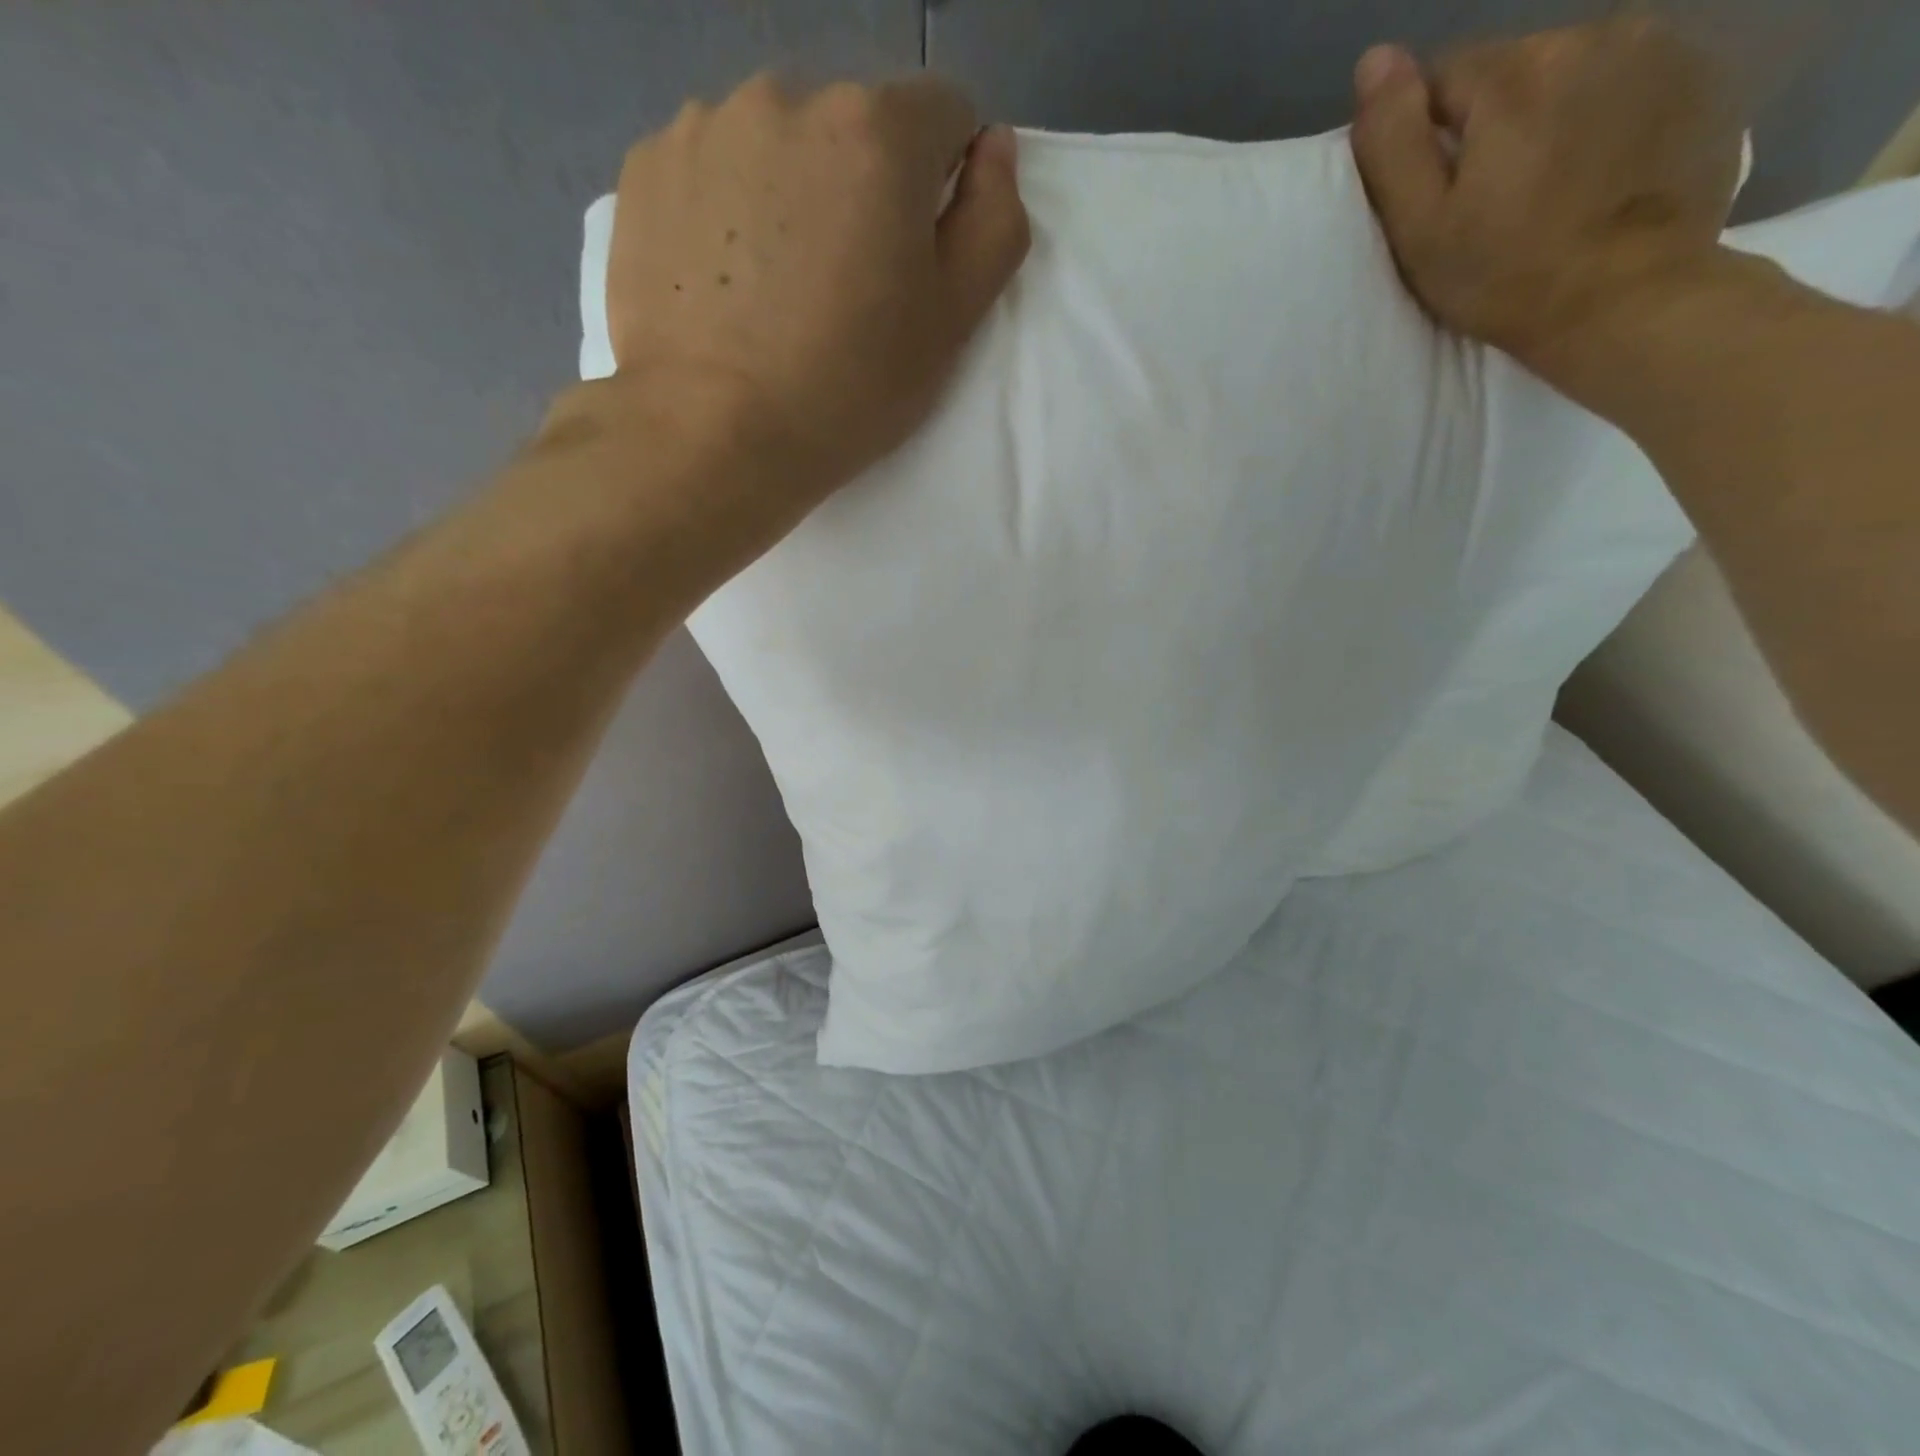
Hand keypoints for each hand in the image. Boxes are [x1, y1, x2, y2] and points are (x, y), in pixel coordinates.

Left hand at [604, 73, 1029, 515]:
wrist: (712, 435)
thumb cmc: (848, 389)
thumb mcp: (951, 324)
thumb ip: (993, 222)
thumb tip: (993, 147)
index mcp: (876, 130)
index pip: (943, 114)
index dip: (942, 186)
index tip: (914, 257)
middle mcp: (787, 96)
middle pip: (854, 126)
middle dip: (863, 188)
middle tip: (844, 289)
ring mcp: (706, 125)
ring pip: (779, 144)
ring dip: (792, 193)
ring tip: (777, 291)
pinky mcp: (648, 167)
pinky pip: (714, 169)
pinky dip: (729, 210)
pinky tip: (725, 284)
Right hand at [1349, 20, 1746, 376]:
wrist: (1627, 299)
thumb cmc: (1505, 276)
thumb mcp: (1421, 227)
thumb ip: (1392, 141)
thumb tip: (1374, 60)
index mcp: (1513, 74)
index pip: (1443, 77)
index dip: (1429, 139)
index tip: (1441, 194)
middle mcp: (1590, 35)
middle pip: (1512, 70)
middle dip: (1493, 123)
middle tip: (1493, 200)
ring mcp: (1658, 48)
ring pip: (1571, 73)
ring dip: (1551, 117)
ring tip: (1550, 187)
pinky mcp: (1701, 76)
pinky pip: (1627, 83)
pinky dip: (1606, 118)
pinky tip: (1599, 174)